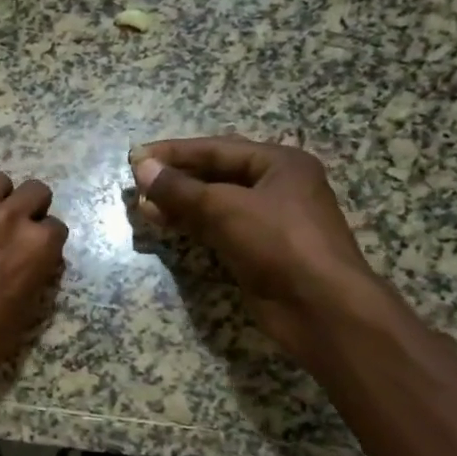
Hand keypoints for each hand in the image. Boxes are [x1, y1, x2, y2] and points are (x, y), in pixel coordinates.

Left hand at [0, 172, 68, 403]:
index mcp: (36, 245)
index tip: (39, 256)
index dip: (48, 244)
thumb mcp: (25, 313)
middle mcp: (8, 220)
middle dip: (32, 209)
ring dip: (2, 198)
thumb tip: (35, 262)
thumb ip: (35, 274)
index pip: (56, 227)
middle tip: (21, 232)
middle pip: (35, 191)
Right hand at [130, 136, 376, 363]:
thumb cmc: (279, 243)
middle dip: (176, 178)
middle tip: (136, 182)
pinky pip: (217, 228)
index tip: (137, 156)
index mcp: (280, 163)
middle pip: (216, 174)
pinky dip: (190, 224)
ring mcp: (267, 221)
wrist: (320, 307)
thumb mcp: (226, 208)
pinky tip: (162, 223)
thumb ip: (180, 189)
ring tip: (142, 204)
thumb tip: (142, 168)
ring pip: (214, 203)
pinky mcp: (257, 250)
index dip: (174, 152)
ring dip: (179, 203)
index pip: (217, 148)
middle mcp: (276, 187)